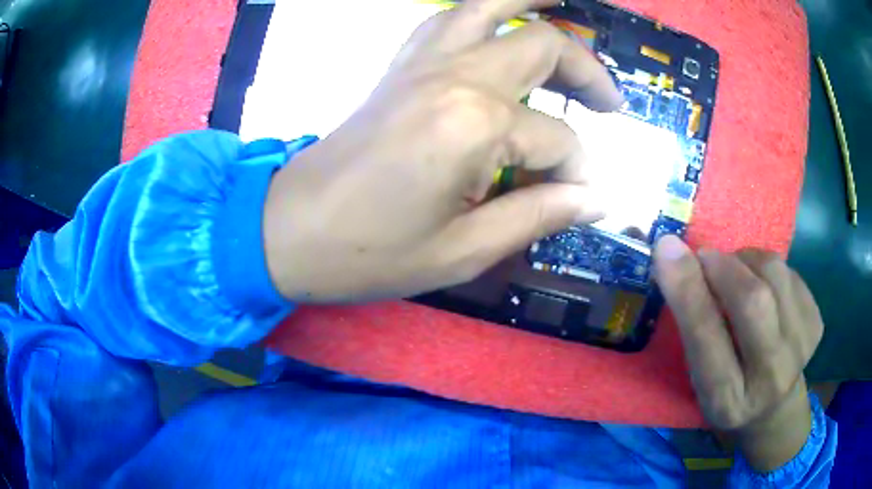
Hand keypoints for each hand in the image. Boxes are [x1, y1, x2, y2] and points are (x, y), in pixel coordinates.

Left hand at [263, 0, 621, 302]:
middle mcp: (454, 75)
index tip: (580, 198)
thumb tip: (596, 199)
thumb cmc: (369, 253)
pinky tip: (499, 24)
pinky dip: (482, 11)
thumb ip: (537, 216)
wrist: (289, 231)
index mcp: (474, 124)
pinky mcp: (399, 65)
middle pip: (543, 44)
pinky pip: (446, 18)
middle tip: (609, 103)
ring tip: (569, 8)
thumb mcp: (462, 251)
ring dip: (534, 4)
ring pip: (490, 6)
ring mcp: (422, 61)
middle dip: (588, 71)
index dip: (578, 172)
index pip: (557, 141)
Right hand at [653, 236, 823, 471]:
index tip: (667, 248)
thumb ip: (694, 325)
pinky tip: (763, 288)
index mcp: (728, 401)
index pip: (708, 340)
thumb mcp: (700, 375)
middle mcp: (770, 379)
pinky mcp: (816, 325)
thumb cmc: (727, 391)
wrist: (774, 407)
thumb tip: (674, 255)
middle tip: (707, 259)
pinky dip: (768, 269)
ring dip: (747, 261)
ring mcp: (800, 349)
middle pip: (753, 301)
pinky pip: (790, 272)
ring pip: (775, 274)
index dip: (688, 290)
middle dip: (724, 267)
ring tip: (737, 275)